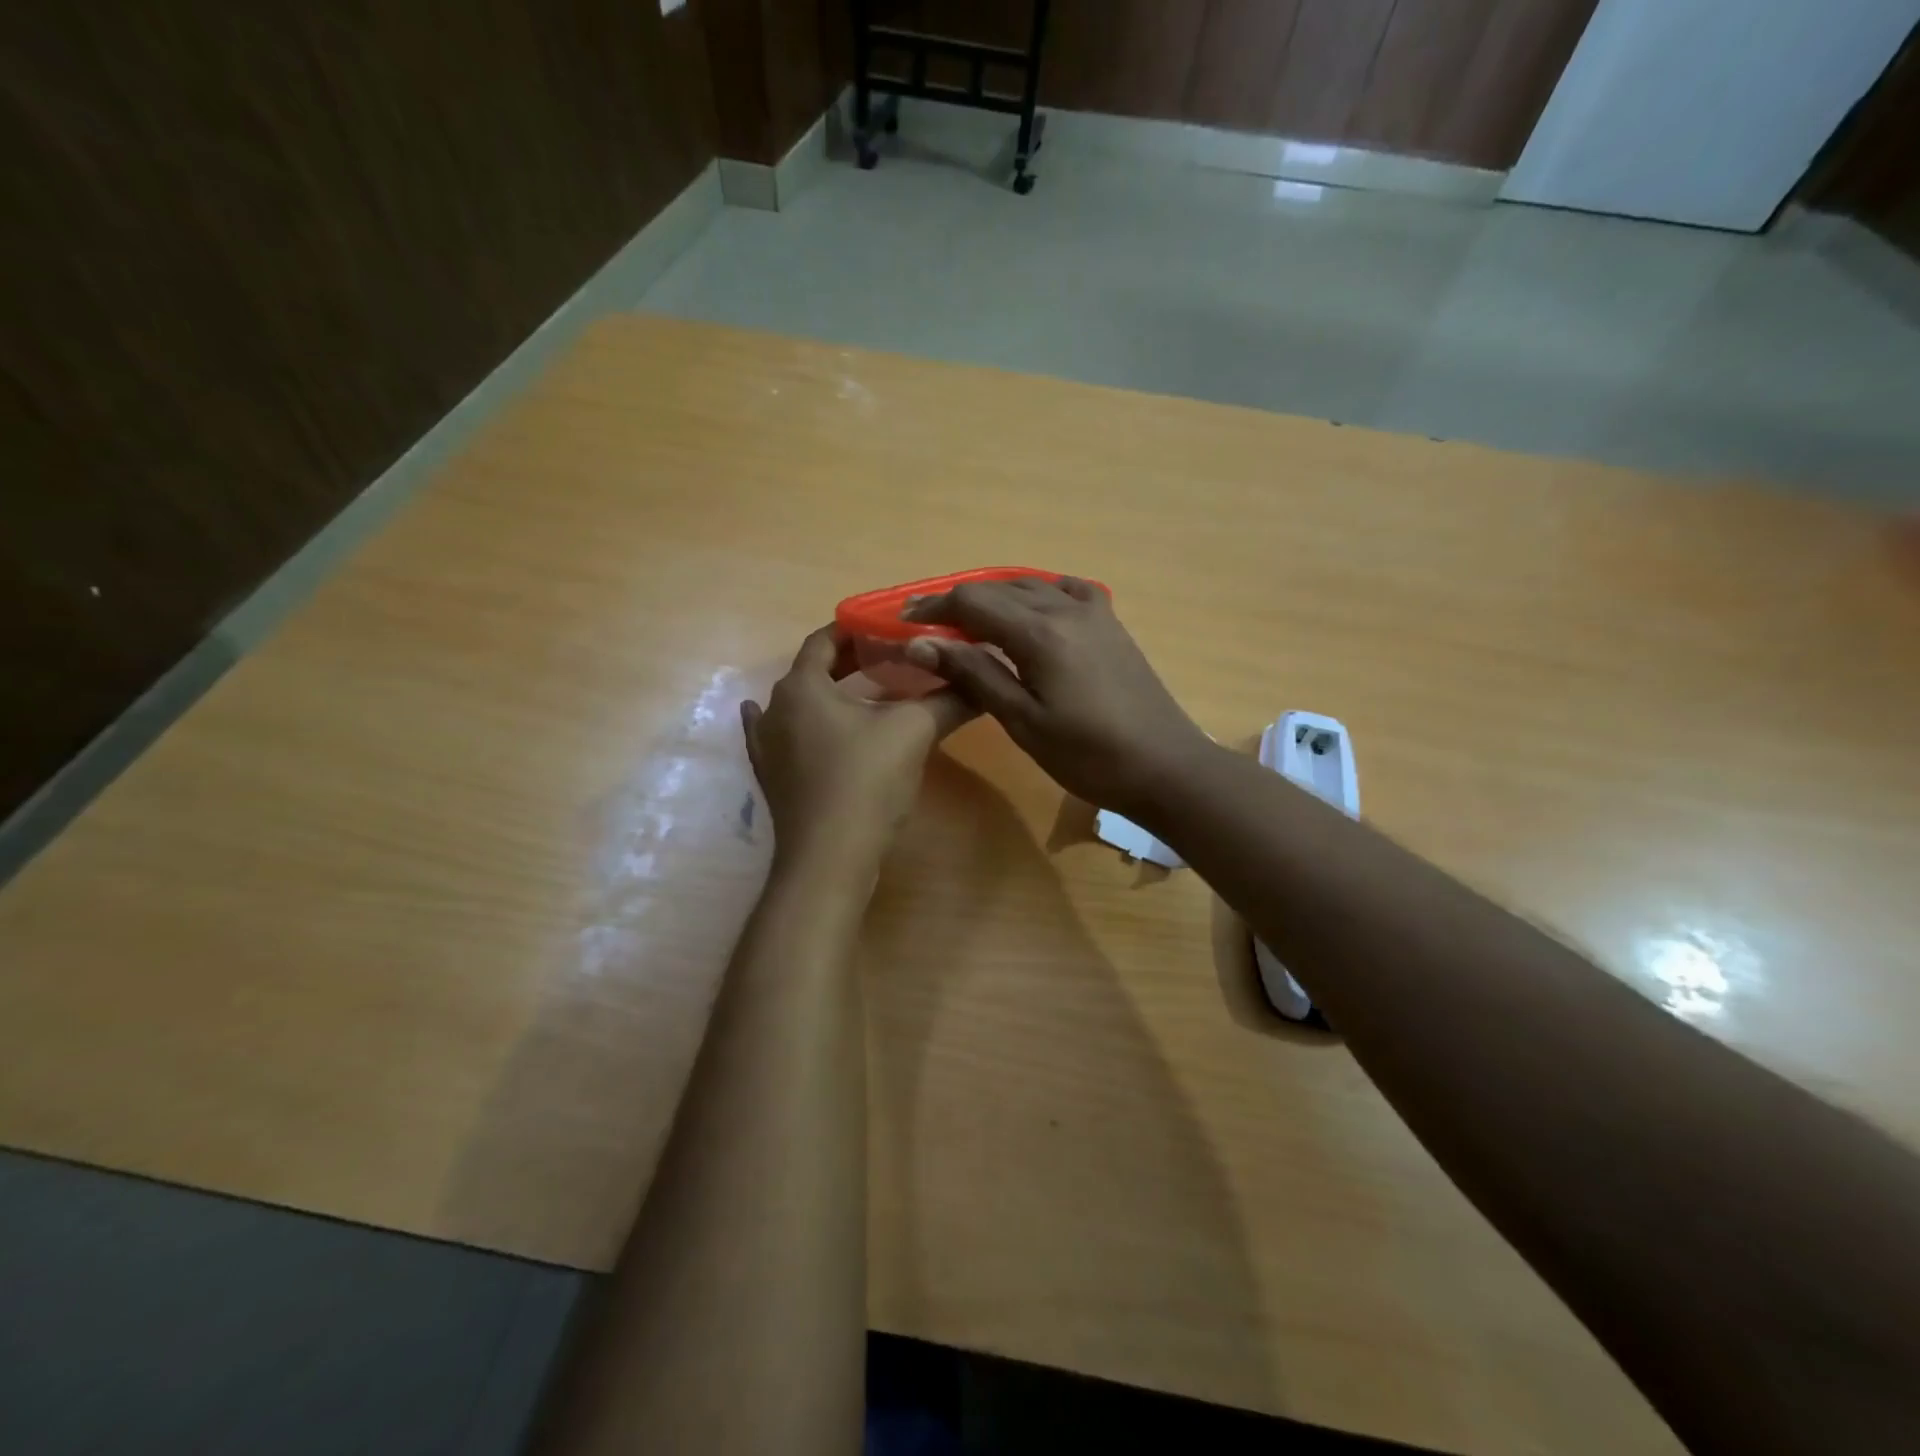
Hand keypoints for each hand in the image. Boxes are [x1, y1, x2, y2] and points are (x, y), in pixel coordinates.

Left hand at [742, 626, 974, 869]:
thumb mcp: (914, 731)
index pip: (826, 638)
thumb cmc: (867, 781)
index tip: (890, 629)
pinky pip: (778, 736)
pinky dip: (794, 724)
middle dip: (849, 661)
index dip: (858, 629)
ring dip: (828, 693)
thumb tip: (983, 681)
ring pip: (798, 704)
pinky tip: (794, 723)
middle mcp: (776, 706)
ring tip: (863, 693)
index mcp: (803, 685)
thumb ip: (949, 699)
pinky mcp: (771, 776)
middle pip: (812, 669)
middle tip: (889, 659)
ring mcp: (767, 744)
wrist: (829, 857)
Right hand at [902, 578, 1213, 818]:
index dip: (934, 608)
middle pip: (999, 588)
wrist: (1164, 766)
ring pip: (1031, 585)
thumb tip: (921, 644)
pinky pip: (1066, 590)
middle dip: (958, 602)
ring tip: (969, 622)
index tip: (904, 621)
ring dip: (995, 597)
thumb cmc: (1088, 755)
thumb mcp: (1023, 721)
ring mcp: (1094, 612)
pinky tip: (1031, 611)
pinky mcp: (1111, 624)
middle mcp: (1066, 608)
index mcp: (1040, 633)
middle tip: (927, 625)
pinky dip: (1037, 593)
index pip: (973, 602)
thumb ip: (974, 674)